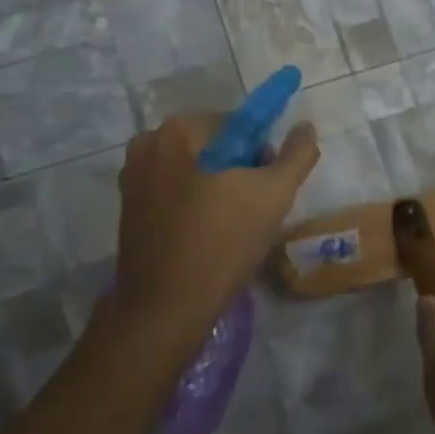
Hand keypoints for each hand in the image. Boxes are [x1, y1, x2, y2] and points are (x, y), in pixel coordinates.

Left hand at [101, 112, 318, 366]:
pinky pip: (174, 194)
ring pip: (194, 171)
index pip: (237, 124)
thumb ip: (297, 154)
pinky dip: (195, 206)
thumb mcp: (274, 194)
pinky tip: (209, 237)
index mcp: (175, 132)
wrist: (165, 309)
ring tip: (235, 227)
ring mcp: (132, 180)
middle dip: (239, 171)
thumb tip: (305, 126)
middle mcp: (146, 146)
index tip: (268, 187)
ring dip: (219, 190)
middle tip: (255, 210)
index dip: (261, 153)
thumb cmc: (222, 243)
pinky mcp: (129, 211)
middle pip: (213, 146)